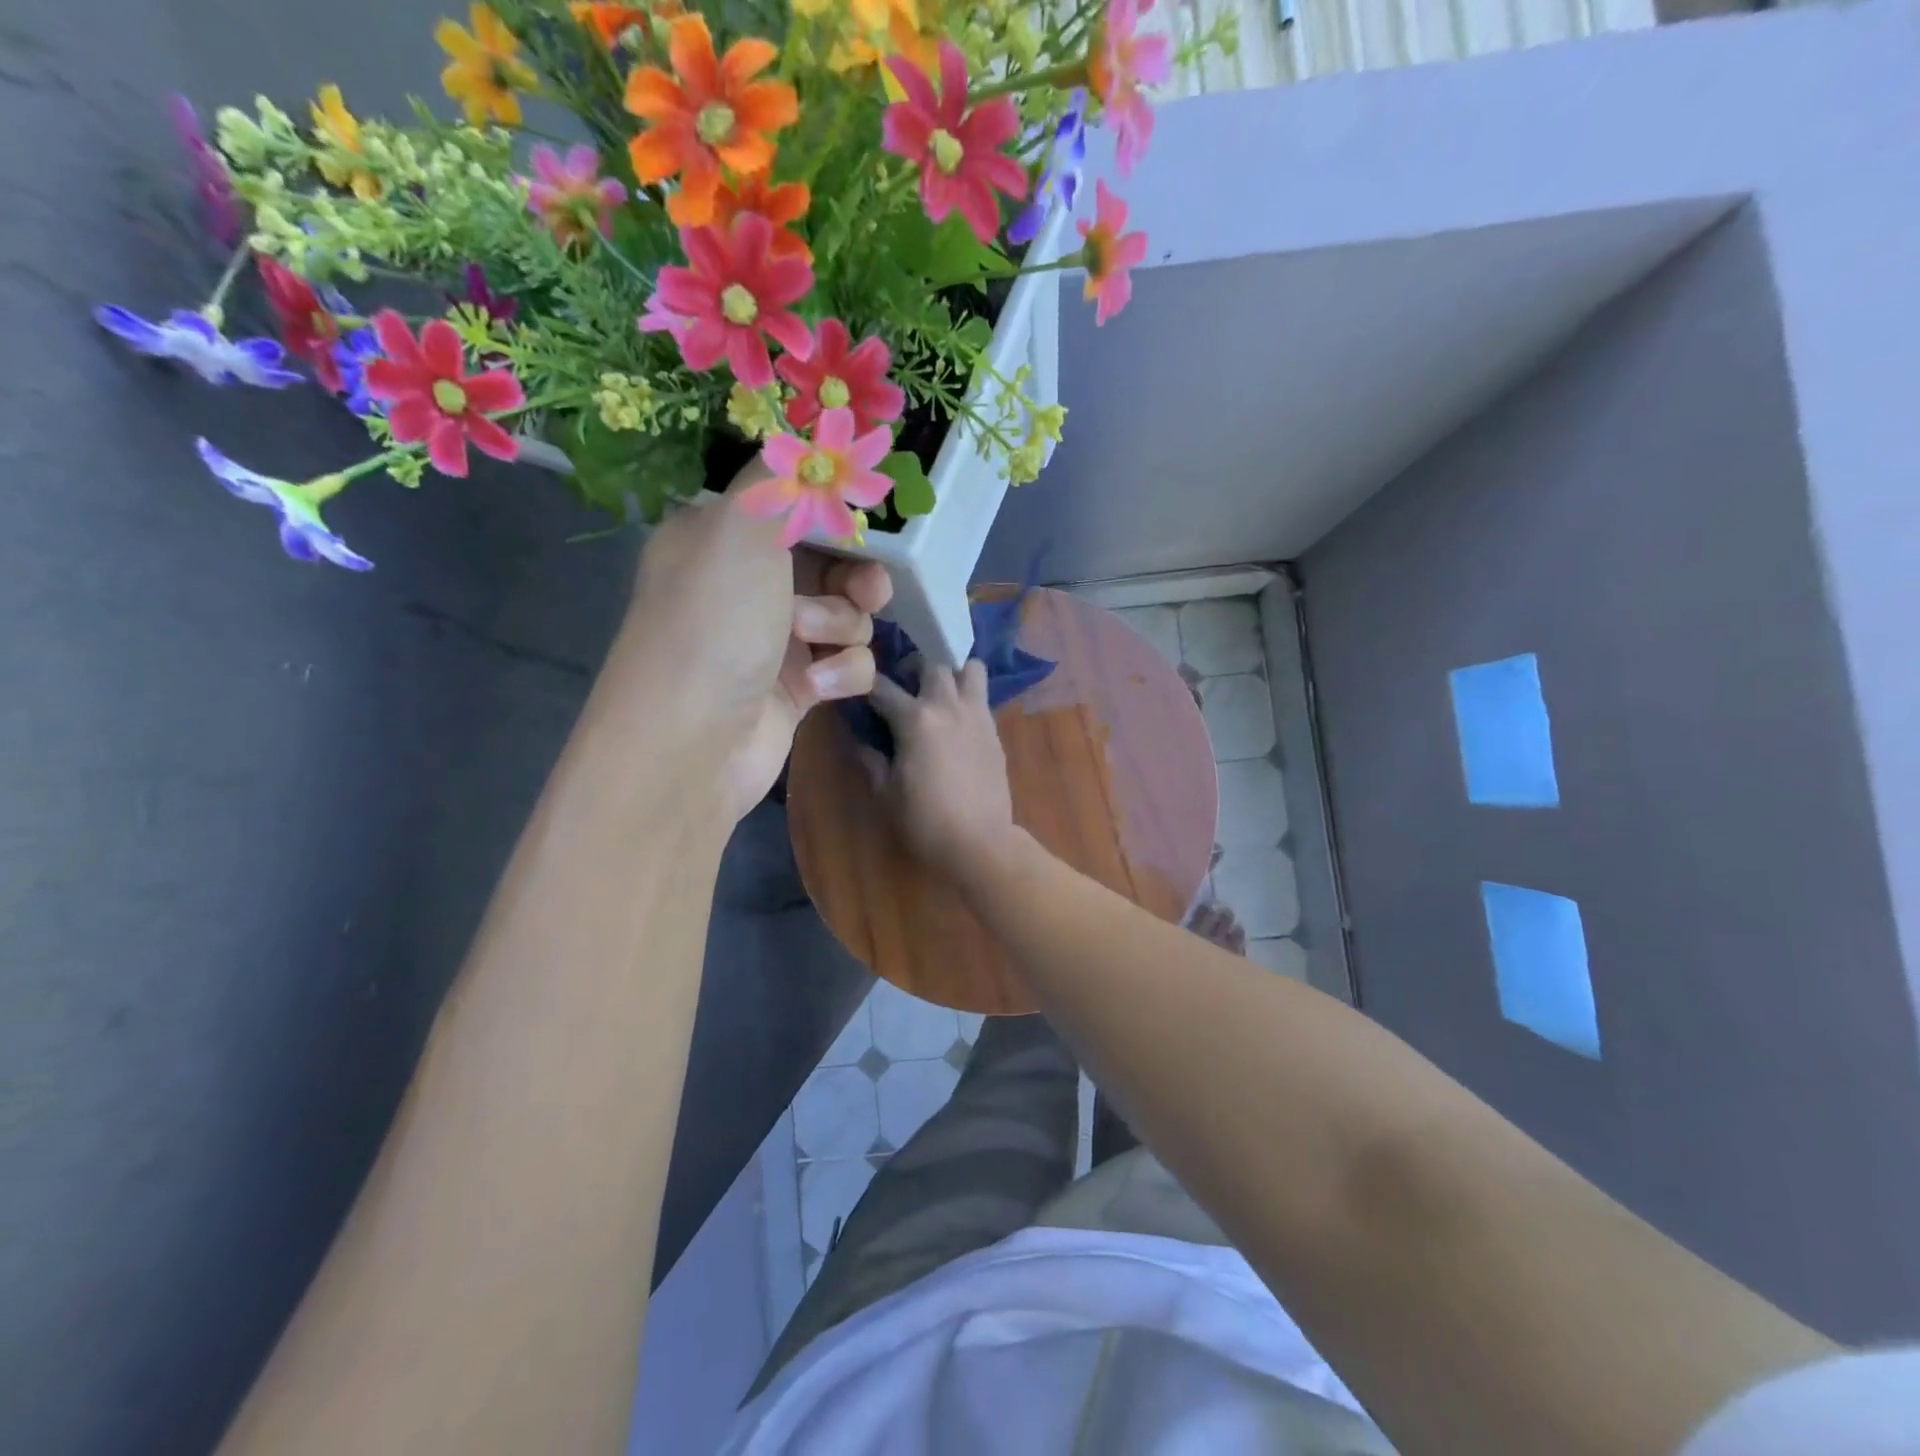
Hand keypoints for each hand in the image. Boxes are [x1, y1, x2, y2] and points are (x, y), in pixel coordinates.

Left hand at [603, 462, 891, 822]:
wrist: (694, 743)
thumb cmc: (714, 623)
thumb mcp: (738, 527)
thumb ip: (780, 477)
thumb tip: (808, 439)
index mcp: (720, 537)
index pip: (790, 507)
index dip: (832, 512)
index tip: (859, 518)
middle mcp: (746, 585)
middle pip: (831, 562)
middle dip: (856, 575)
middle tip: (868, 588)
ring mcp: (774, 639)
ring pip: (847, 614)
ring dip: (841, 626)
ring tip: (810, 644)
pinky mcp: (798, 688)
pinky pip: (847, 664)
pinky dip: (841, 673)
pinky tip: (815, 689)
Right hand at [865, 661, 1017, 878]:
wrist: (980, 842)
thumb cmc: (925, 820)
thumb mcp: (885, 793)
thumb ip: (871, 759)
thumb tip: (859, 740)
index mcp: (915, 719)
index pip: (882, 687)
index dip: (865, 685)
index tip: (857, 687)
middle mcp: (948, 706)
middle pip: (933, 661)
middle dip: (914, 664)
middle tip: (904, 681)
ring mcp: (977, 715)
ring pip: (970, 668)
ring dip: (952, 671)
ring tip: (939, 691)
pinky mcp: (994, 730)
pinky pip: (981, 697)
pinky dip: (967, 696)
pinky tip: (956, 719)